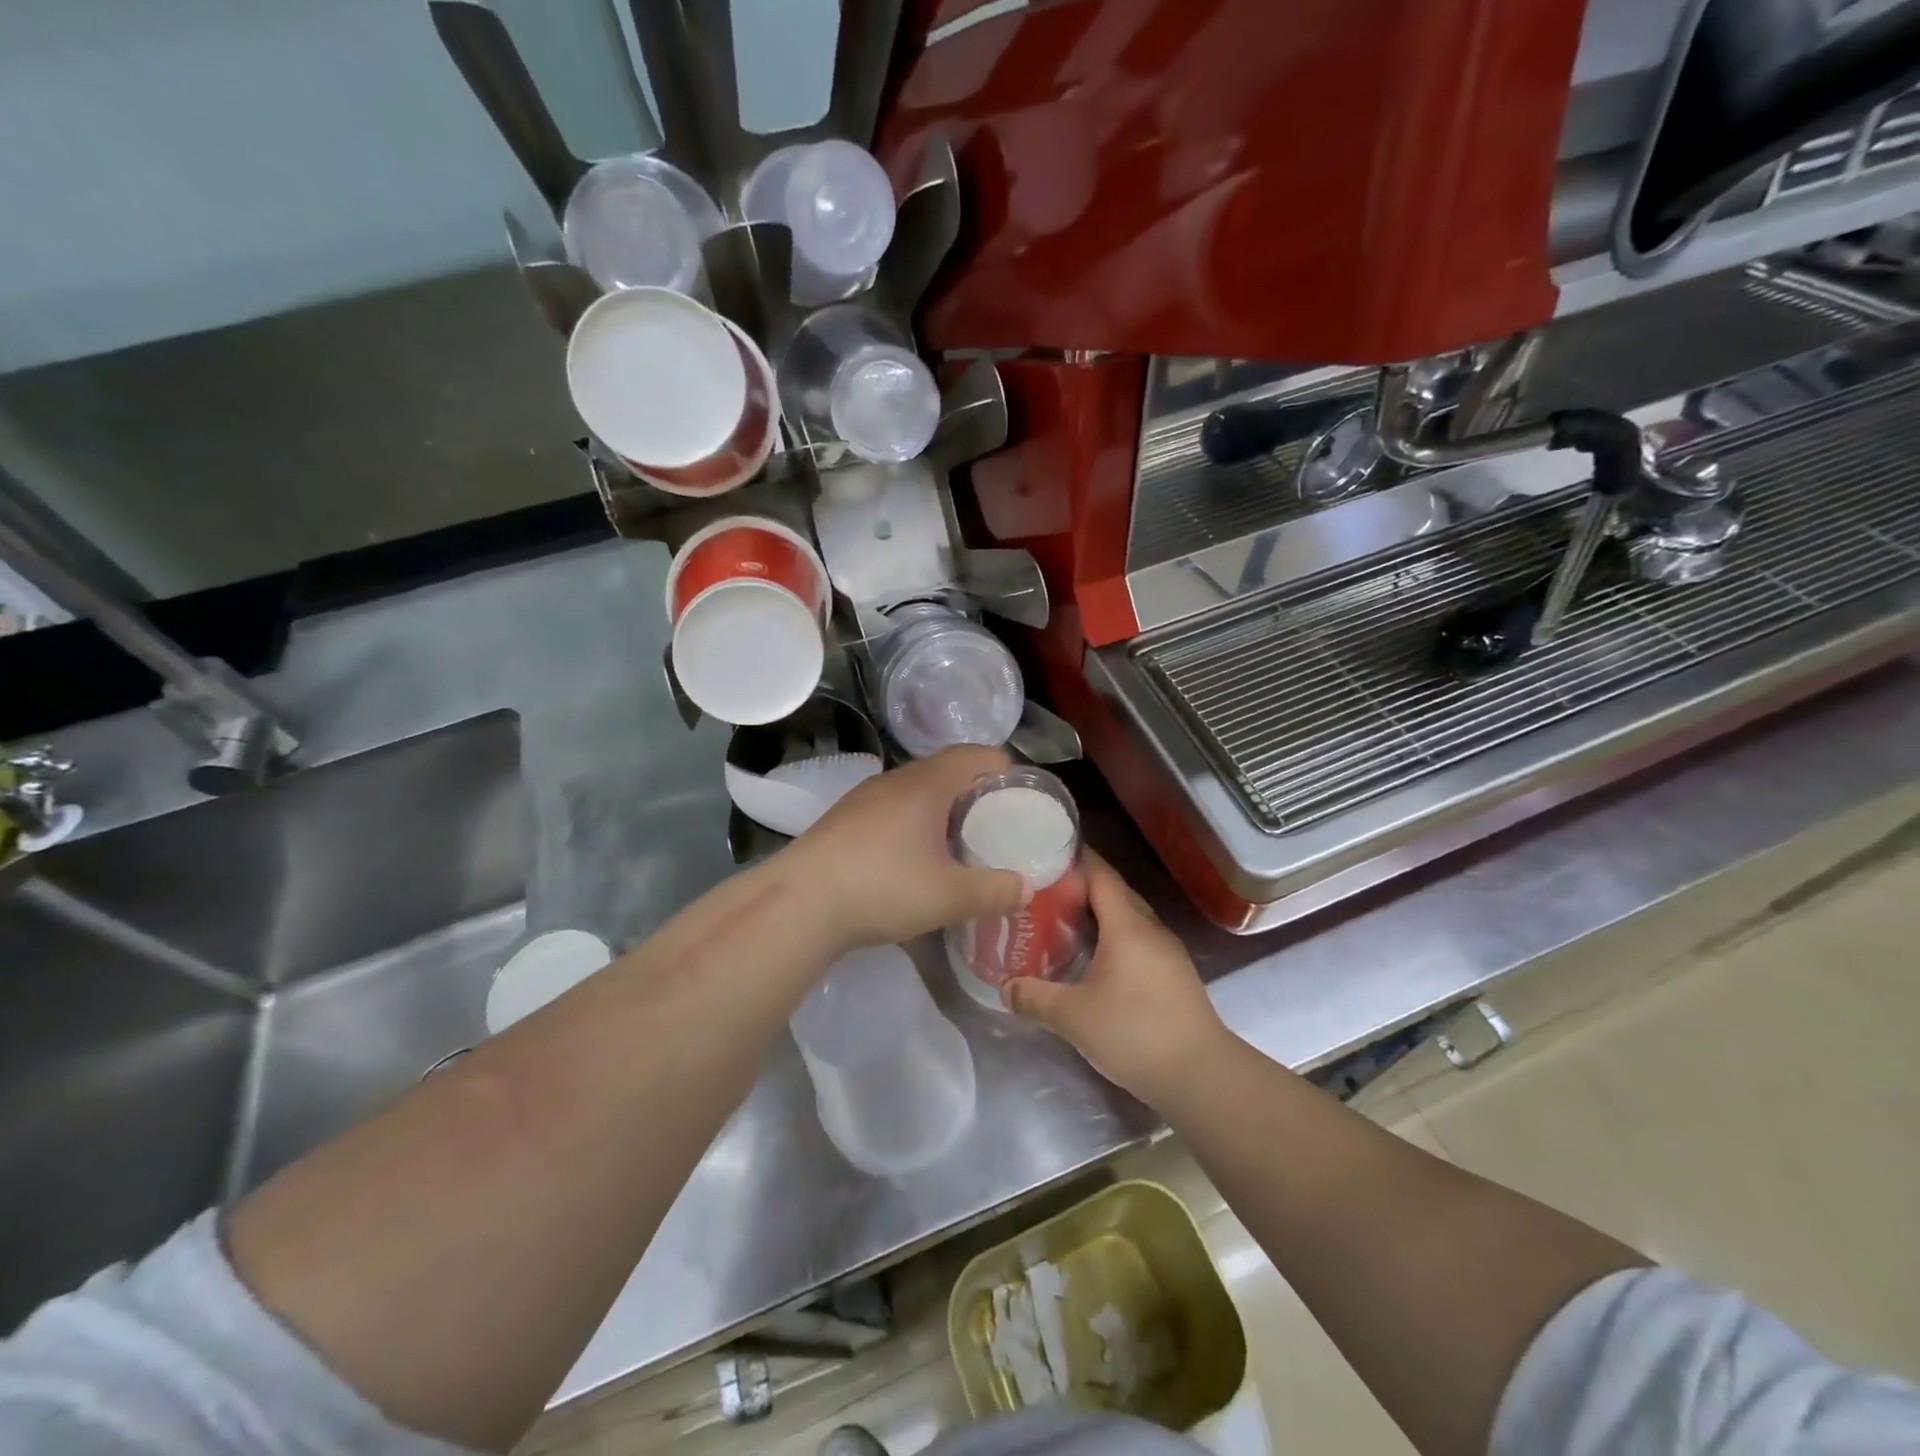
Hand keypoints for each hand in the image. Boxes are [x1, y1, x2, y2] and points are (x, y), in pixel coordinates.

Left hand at [781, 745, 1024, 954]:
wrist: (799, 903)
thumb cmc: (883, 887)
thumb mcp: (950, 896)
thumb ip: (994, 891)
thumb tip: (1026, 888)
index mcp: (927, 783)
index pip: (976, 754)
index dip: (1003, 769)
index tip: (1020, 798)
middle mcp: (894, 779)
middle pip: (945, 770)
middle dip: (974, 793)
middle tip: (994, 826)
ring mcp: (863, 798)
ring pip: (914, 791)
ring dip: (940, 810)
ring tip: (956, 844)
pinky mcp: (842, 820)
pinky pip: (890, 810)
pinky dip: (911, 824)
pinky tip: (911, 860)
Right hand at [1005, 852, 1226, 1103]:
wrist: (1201, 1075)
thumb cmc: (1135, 1032)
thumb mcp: (1073, 1017)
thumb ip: (1035, 998)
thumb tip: (1005, 988)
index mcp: (1126, 925)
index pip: (1101, 874)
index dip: (1076, 858)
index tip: (1046, 851)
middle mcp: (1150, 928)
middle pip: (1114, 892)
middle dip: (1081, 886)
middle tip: (1043, 889)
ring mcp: (1167, 951)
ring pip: (1128, 918)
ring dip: (1098, 914)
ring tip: (1062, 920)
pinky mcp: (1174, 974)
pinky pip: (1138, 940)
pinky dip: (1113, 936)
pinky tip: (1094, 957)